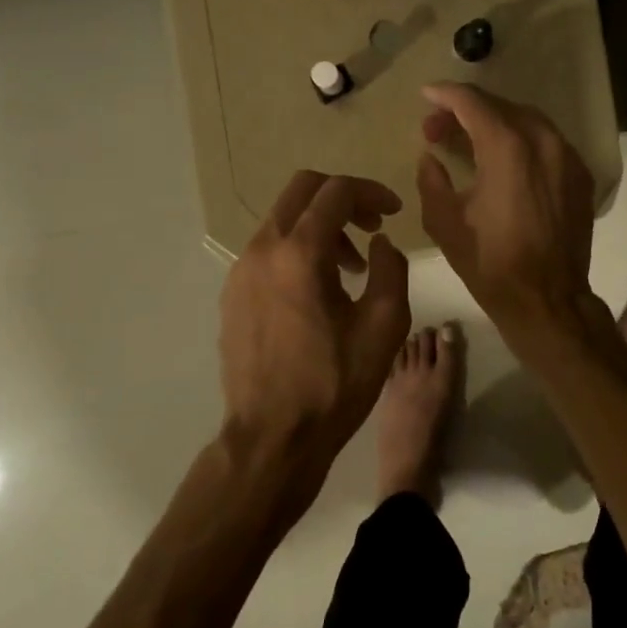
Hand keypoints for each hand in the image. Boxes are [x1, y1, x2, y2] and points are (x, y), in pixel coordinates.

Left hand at [219, 171, 410, 504]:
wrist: (272, 437)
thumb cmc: (334, 383)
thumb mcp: (384, 325)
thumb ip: (390, 268)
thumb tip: (379, 243)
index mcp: (300, 253)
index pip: (337, 192)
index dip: (372, 192)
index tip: (394, 212)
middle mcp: (263, 250)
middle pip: (302, 190)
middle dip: (342, 198)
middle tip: (372, 226)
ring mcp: (241, 271)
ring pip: (283, 219)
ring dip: (321, 226)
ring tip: (351, 266)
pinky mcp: (232, 293)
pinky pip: (268, 249)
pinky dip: (298, 249)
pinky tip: (318, 289)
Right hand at [416, 84, 600, 352]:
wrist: (547, 299)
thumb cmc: (490, 263)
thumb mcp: (444, 222)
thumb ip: (431, 179)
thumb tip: (431, 157)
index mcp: (507, 148)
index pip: (473, 103)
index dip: (446, 94)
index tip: (426, 94)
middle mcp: (543, 141)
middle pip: (501, 106)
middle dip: (466, 110)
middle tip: (438, 128)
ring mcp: (567, 157)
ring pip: (527, 120)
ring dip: (495, 122)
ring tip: (469, 139)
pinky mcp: (580, 175)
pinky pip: (547, 141)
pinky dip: (521, 139)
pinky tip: (504, 158)